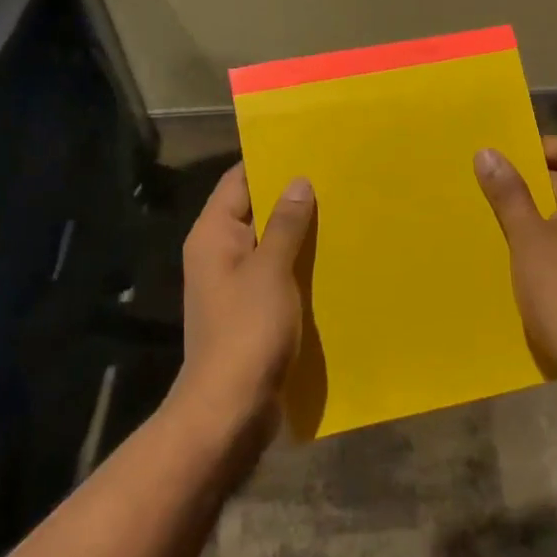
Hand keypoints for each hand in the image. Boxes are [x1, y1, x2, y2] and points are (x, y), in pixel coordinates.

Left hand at [173, 162, 315, 443]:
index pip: (238, 181)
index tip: (309, 148)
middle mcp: (218, 253)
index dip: (270, 162)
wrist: (229, 408)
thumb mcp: (271, 271)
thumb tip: (297, 181)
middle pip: (254, 211)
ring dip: (299, 233)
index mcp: (213, 235)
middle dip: (291, 197)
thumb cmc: (247, 331)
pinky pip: (276, 274)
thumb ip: (285, 224)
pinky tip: (333, 258)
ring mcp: (234, 284)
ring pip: (269, 244)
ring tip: (342, 212)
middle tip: (336, 178)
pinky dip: (298, 264)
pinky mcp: (250, 310)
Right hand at [474, 136, 556, 384]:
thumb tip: (488, 152)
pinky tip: (525, 254)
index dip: (535, 148)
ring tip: (502, 219)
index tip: (501, 161)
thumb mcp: (527, 239)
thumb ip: (509, 193)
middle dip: (532, 181)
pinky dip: (553, 234)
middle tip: (493, 188)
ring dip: (540, 210)